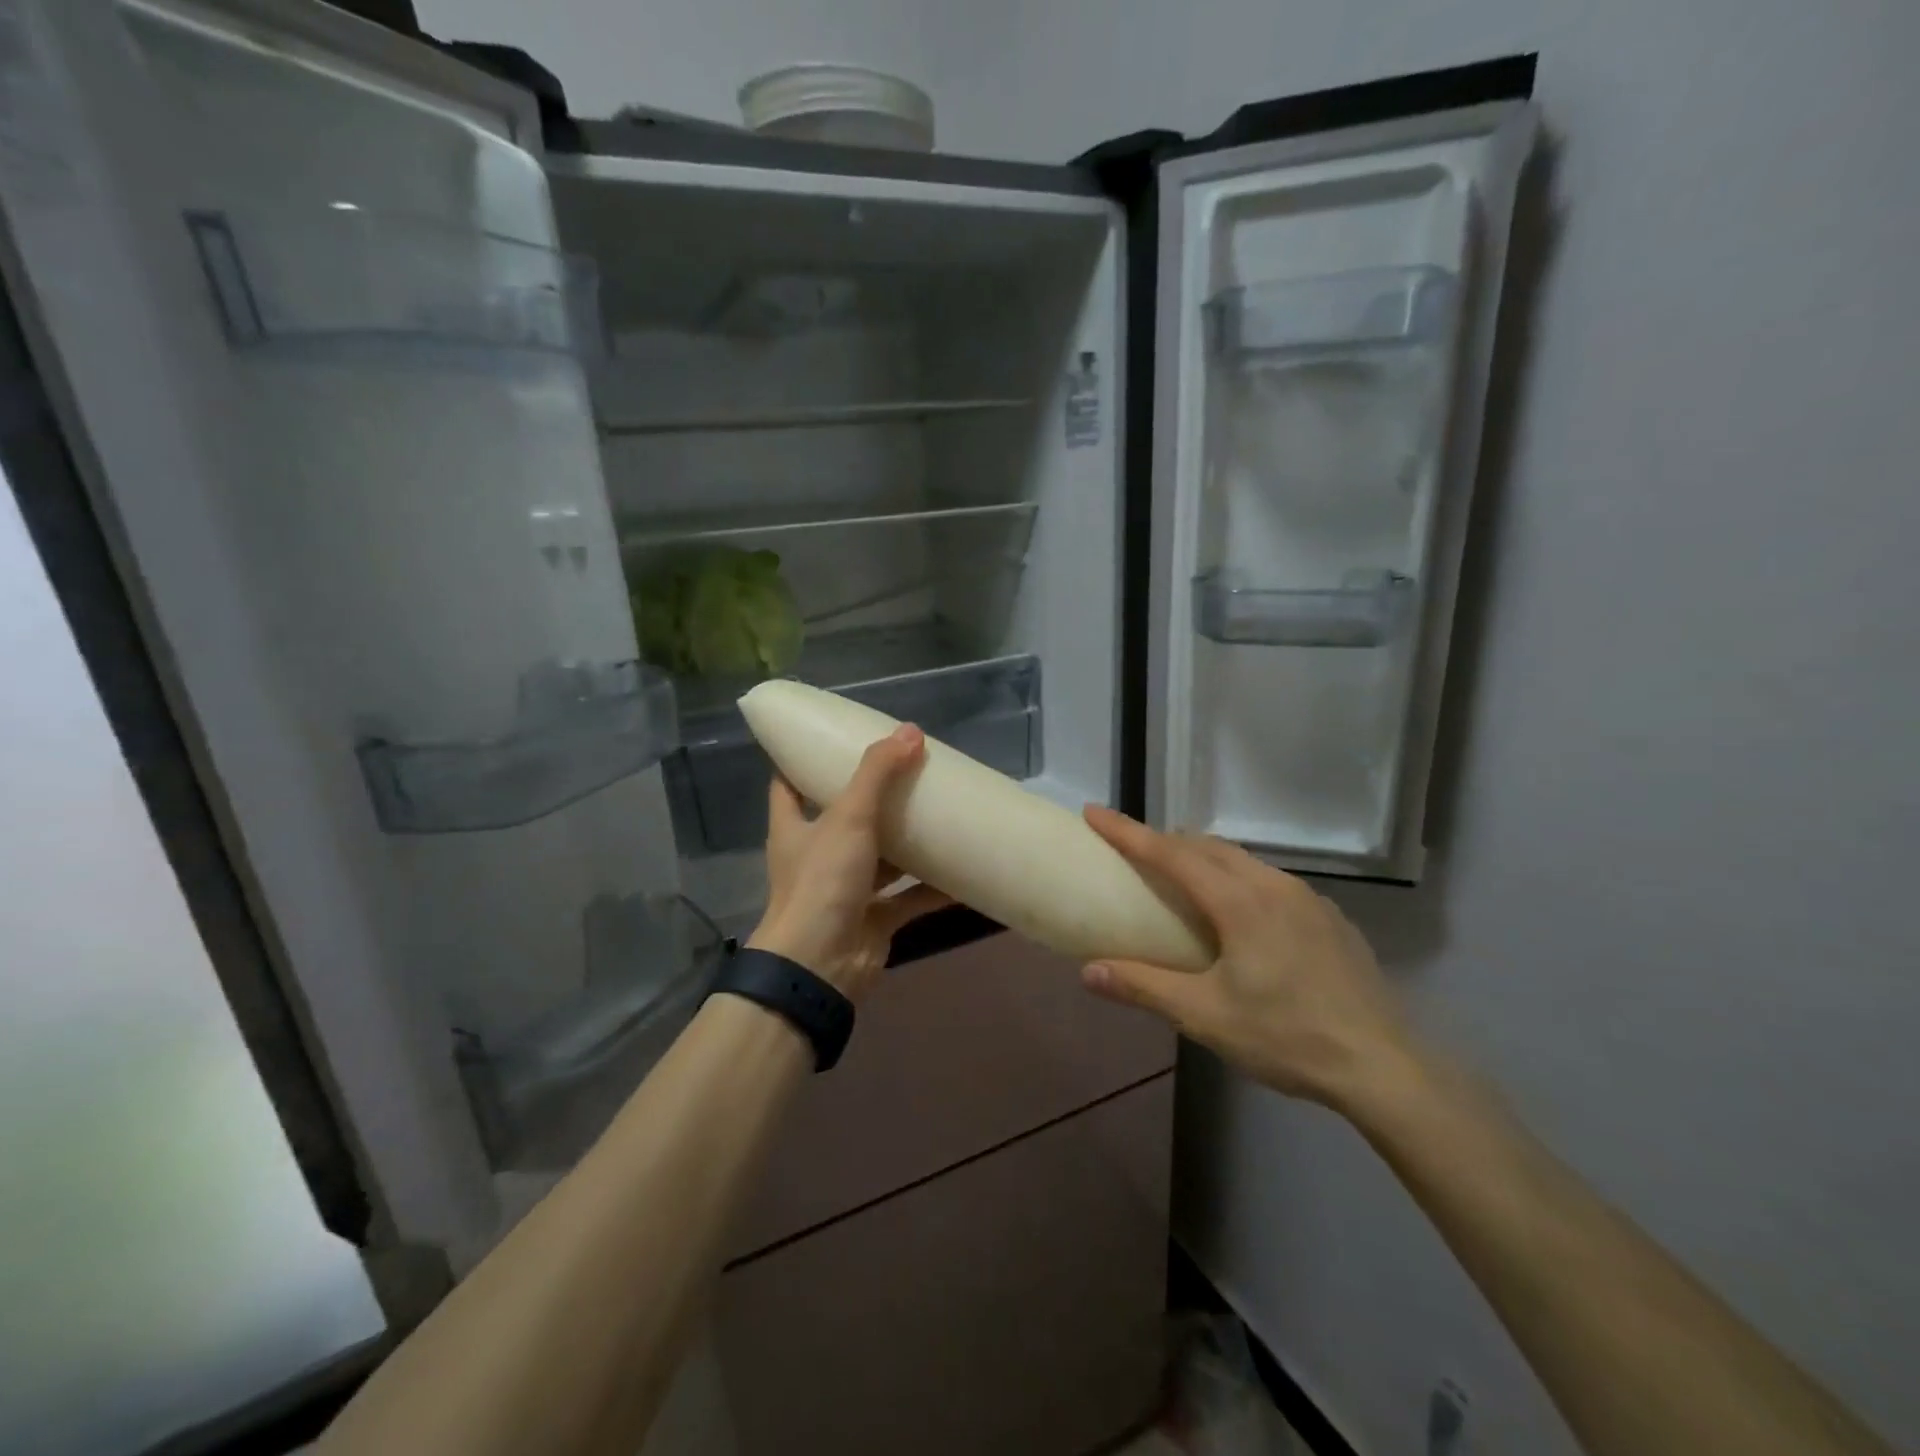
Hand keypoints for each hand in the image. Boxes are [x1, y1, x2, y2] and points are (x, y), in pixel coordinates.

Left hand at [749, 725, 951, 1001]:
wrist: (821, 965)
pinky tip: (962, 870)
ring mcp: (846, 890)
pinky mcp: (874, 919)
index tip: (830, 739)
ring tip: (939, 812)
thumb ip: (878, 773)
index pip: (788, 784)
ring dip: (907, 842)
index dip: (802, 761)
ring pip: (880, 858)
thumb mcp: (848, 817)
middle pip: (843, 819)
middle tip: (906, 770)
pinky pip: (908, 897)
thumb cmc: (823, 881)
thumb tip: (910, 730)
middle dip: (873, 798)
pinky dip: (932, 886)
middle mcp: (817, 857)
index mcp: (794, 828)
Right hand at [1080, 806, 1423, 1109]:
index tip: (1093, 811)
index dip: (1128, 831)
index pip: (1170, 853)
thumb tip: (1087, 971)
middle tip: (1133, 851)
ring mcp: (1309, 898)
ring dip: (1203, 858)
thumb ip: (1143, 987)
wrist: (1385, 1066)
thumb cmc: (1287, 1037)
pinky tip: (1240, 915)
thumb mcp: (1205, 1016)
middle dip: (1165, 841)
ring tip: (1181, 879)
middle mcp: (1274, 885)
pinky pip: (1270, 881)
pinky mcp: (1330, 917)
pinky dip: (1238, 879)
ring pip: (1242, 861)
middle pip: (1207, 847)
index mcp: (1240, 901)